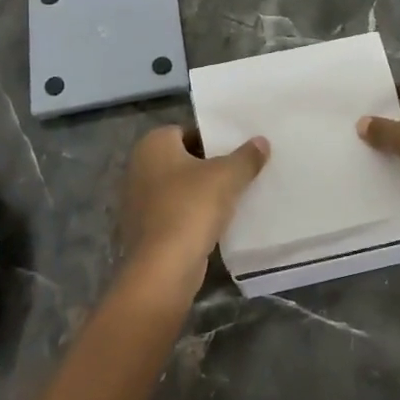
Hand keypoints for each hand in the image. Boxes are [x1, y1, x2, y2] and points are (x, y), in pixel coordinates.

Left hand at [118, 126, 269, 295]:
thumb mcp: (227, 176)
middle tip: (241, 171)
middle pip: (184, 159)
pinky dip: (193, 214)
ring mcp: (138, 200)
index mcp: (152, 144)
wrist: (163, 268)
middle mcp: (139, 167)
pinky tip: (218, 221)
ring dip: (202, 192)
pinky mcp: (145, 229)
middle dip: (210, 165)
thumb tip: (261, 141)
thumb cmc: (191, 208)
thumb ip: (246, 157)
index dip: (213, 139)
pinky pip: (175, 212)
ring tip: (235, 195)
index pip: (187, 131)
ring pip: (180, 187)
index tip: (237, 150)